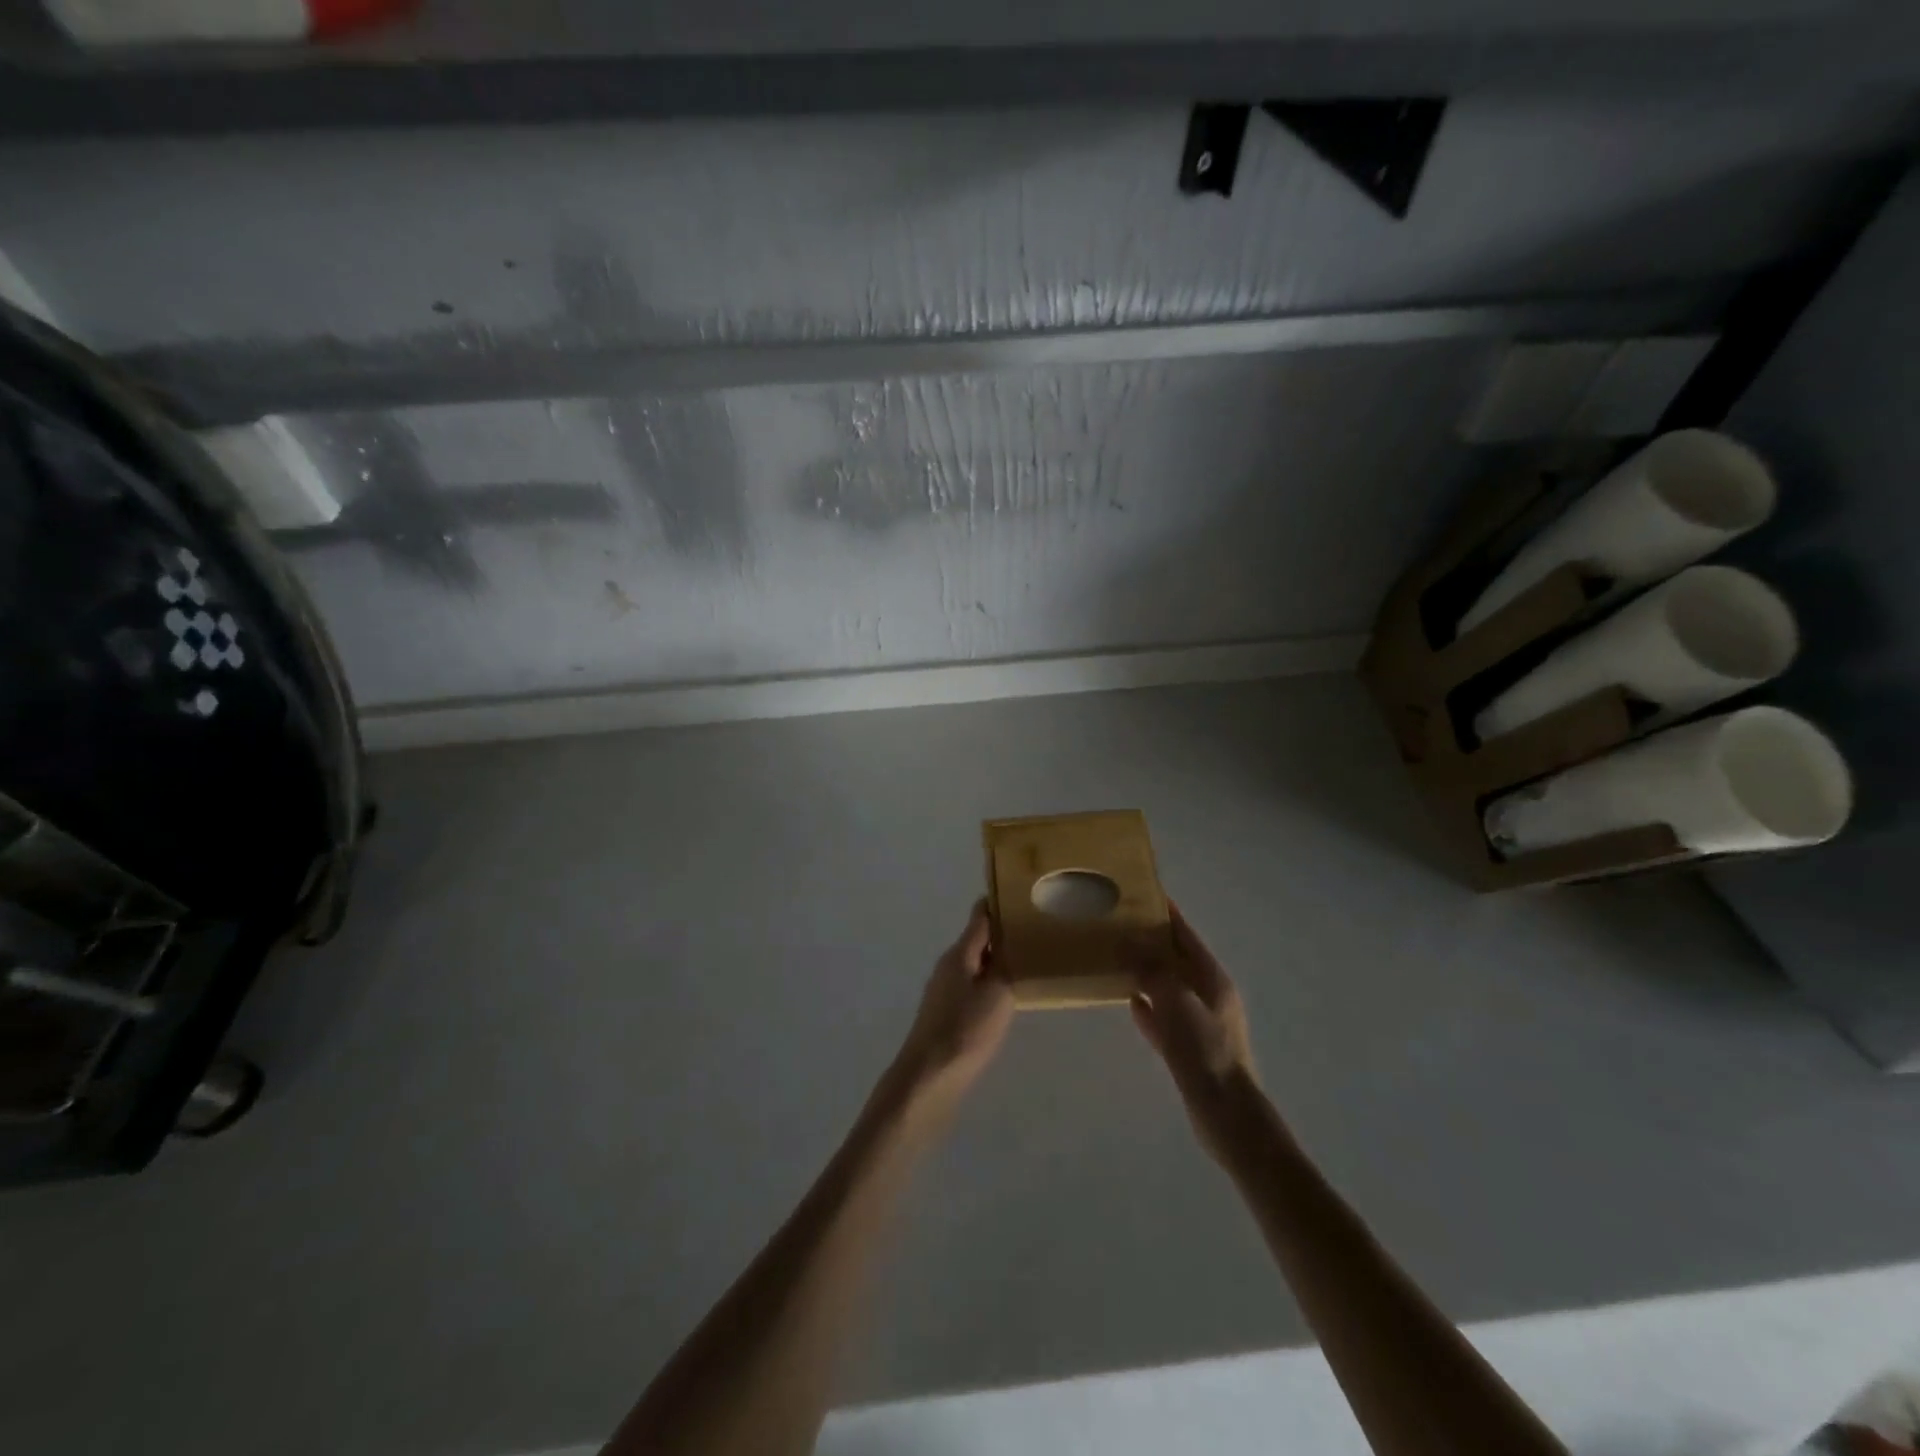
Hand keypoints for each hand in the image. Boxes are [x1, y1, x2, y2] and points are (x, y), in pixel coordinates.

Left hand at [892, 900, 1014, 1110]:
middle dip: (1002, 934)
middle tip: (1034, 932)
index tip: (1021, 895)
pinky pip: (971, 987)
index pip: (979, 917)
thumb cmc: (965, 1031)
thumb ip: (1005, 966)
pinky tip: (1006, 998)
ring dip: (996, 961)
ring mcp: (943, 991)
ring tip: (1026, 963)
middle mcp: (947, 966)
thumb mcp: (997, 994)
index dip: (998, 904)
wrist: (929, 1078)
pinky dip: (989, 984)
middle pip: (977, 941)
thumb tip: (1009, 943)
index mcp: (959, 954)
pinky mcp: (944, 1015)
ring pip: (975, 965)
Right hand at [1127, 904, 1257, 1160]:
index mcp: (1212, 978)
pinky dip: (1148, 1006)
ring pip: (1168, 986)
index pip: (1186, 935)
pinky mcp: (1189, 1046)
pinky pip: (1164, 1016)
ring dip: (1146, 972)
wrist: (1226, 1114)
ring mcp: (1200, 1021)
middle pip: (1176, 958)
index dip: (1166, 913)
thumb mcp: (1176, 1003)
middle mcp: (1209, 994)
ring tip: (1117, 958)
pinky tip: (1128, 1001)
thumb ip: (1151, 970)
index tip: (1144, 893)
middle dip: (1151, 941)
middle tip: (1119, 925)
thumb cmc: (1204, 1051)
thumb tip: (1129, 943)